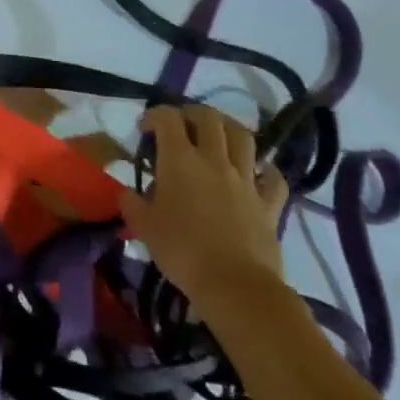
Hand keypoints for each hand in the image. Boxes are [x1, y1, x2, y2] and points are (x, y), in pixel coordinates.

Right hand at [120, 105, 288, 310]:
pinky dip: (264, 170)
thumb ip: (132, 203)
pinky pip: (272, 177)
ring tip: (218, 137)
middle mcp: (214, 159)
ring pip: (243, 136)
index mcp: (179, 159)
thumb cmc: (182, 252)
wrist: (235, 286)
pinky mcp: (269, 204)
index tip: (144, 129)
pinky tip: (255, 173)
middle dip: (191, 113)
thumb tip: (127, 192)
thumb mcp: (143, 227)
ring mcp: (245, 180)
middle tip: (181, 126)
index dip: (154, 115)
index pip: (167, 117)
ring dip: (228, 129)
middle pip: (208, 117)